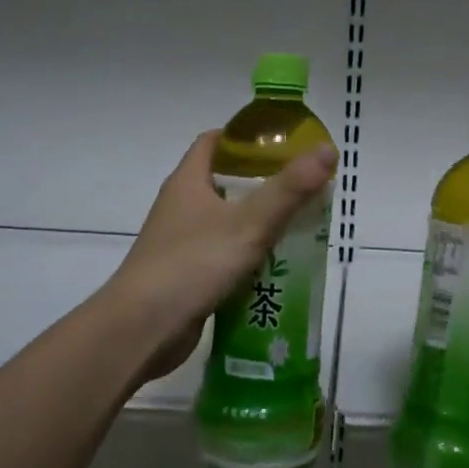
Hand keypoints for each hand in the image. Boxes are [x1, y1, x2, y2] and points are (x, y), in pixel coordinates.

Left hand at [108, 131, 337, 381]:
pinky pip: (222, 255)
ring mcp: (180, 242)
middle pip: (224, 181)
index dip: (246, 137)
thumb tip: (327, 149)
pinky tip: (275, 268)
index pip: (214, 141)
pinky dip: (246, 257)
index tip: (283, 144)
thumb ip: (289, 189)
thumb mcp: (249, 224)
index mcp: (188, 181)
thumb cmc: (192, 264)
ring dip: (257, 223)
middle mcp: (180, 206)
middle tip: (301, 188)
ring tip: (298, 226)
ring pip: (225, 221)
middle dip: (262, 182)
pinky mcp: (185, 275)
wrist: (141, 329)